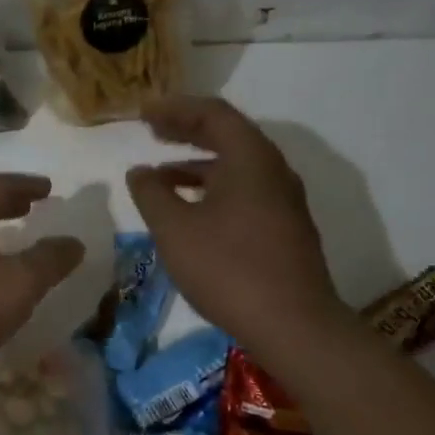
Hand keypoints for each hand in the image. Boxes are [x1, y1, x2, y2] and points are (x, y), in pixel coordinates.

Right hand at [126, 97, 346, 347]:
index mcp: (250, 159)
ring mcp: (283, 201)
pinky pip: (244, 190)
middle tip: (151, 131)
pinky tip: (189, 210)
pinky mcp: (284, 227)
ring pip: (236, 166)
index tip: (143, 113)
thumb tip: (140, 172)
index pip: (213, 114)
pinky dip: (212, 188)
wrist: (294, 325)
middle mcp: (273, 171)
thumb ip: (151, 194)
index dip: (175, 109)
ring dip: (197, 164)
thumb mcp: (174, 229)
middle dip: (187, 131)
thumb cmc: (228, 268)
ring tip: (160, 175)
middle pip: (228, 135)